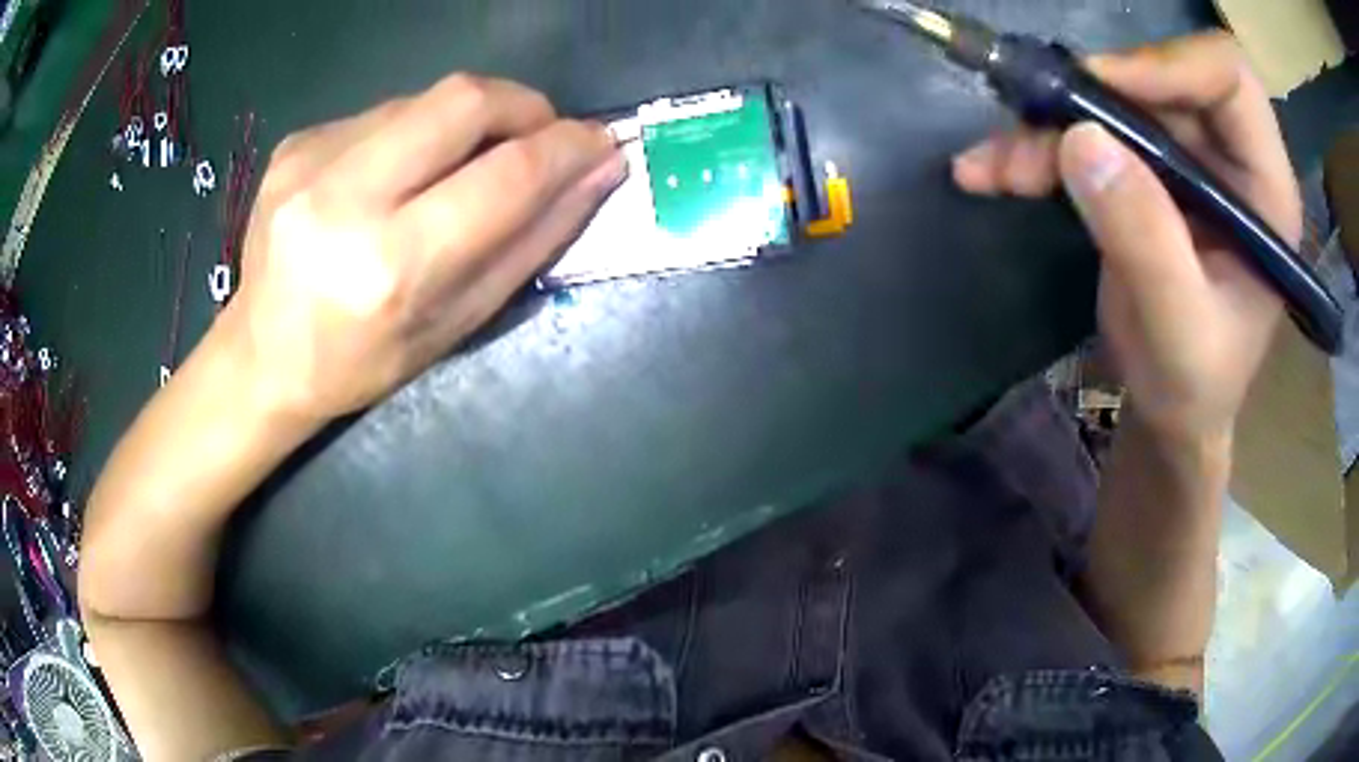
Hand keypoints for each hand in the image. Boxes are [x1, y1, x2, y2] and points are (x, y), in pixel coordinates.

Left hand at [224, 74, 625, 419]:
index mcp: (390, 266)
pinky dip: (416, 131)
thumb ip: (532, 242)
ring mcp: (311, 160)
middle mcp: (344, 198)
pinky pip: (384, 112)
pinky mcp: (296, 141)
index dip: (567, 148)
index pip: (505, 175)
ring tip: (463, 164)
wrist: (261, 358)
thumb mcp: (456, 325)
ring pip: (426, 98)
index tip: (600, 141)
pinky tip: (401, 172)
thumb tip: (596, 173)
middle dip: (524, 106)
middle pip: (465, 99)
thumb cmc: (363, 362)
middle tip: (539, 136)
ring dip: (468, 120)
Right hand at [953, 32, 1300, 444]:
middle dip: (1093, 97)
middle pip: (1160, 79)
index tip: (1104, 87)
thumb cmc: (1194, 386)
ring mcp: (1184, 160)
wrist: (1172, 411)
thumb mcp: (1179, 332)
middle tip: (1034, 124)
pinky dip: (1036, 148)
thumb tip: (1080, 140)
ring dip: (1048, 127)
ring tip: (996, 168)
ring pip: (1112, 101)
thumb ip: (1146, 242)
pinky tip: (992, 173)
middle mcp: (1228, 157)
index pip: (1228, 79)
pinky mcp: (1144, 171)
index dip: (1170, 65)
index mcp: (1264, 189)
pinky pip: (1086, 131)